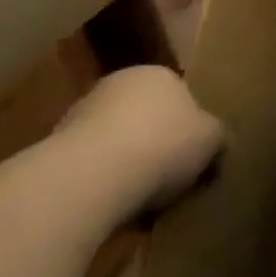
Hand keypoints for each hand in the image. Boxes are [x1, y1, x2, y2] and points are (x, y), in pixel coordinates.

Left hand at [56, 65, 225, 215]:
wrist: (92, 175)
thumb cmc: (163, 145)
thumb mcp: (211, 140)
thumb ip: (218, 137)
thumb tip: (221, 143)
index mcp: (159, 73)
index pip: (180, 94)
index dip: (189, 126)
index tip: (194, 156)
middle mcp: (119, 82)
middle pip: (144, 114)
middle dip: (155, 141)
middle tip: (169, 176)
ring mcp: (82, 112)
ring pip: (115, 138)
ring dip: (125, 161)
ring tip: (139, 198)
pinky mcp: (54, 146)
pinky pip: (90, 163)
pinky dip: (100, 179)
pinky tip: (111, 204)